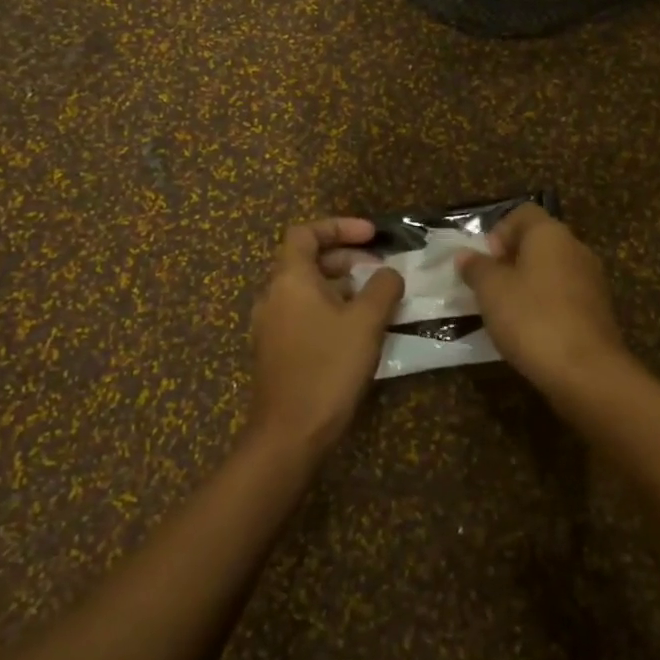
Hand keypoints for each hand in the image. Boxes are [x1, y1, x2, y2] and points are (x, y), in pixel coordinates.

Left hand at [245, 218, 404, 458]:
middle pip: (306, 259)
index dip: (340, 227)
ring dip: (340, 284)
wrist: (290, 432)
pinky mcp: (276, 349)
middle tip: (380, 268)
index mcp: (289, 279)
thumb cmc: (328, 366)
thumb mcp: (366, 321)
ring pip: (306, 288)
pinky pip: (303, 312)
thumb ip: (382, 287)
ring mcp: (271, 324)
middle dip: (345, 257)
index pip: (306, 232)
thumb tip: (388, 273)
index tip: (372, 236)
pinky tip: (356, 328)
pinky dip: (329, 307)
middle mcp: (273, 295)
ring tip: (374, 298)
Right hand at [457, 205, 636, 403]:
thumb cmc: (532, 319)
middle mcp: (576, 248)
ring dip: (528, 284)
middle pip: (538, 241)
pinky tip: (531, 331)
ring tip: (505, 313)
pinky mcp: (599, 310)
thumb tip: (465, 255)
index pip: (523, 213)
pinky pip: (565, 296)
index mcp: (551, 234)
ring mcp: (592, 280)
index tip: (485, 261)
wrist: (587, 371)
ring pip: (552, 270)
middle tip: (489, 288)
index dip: (499, 232)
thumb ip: (476, 268)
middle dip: (510, 260)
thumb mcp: (491, 291)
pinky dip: (546, 305)